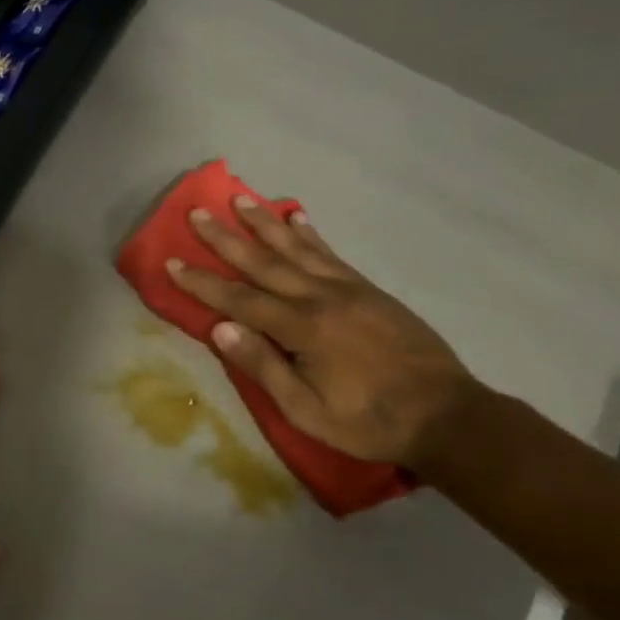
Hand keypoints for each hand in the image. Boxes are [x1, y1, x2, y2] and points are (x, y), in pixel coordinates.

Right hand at [167, 199, 478, 467]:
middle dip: (226, 238)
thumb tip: (219, 329)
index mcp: (303, 329)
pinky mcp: (369, 291)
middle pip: (264, 263)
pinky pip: (331, 255)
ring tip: (240, 199)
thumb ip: (263, 367)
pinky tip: (295, 219)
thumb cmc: (369, 420)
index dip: (203, 282)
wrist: (447, 415)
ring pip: (297, 249)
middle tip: (198, 212)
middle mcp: (322, 299)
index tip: (172, 262)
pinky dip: (309, 235)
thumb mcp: (306, 409)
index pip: (240, 300)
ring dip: (264, 223)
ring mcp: (348, 290)